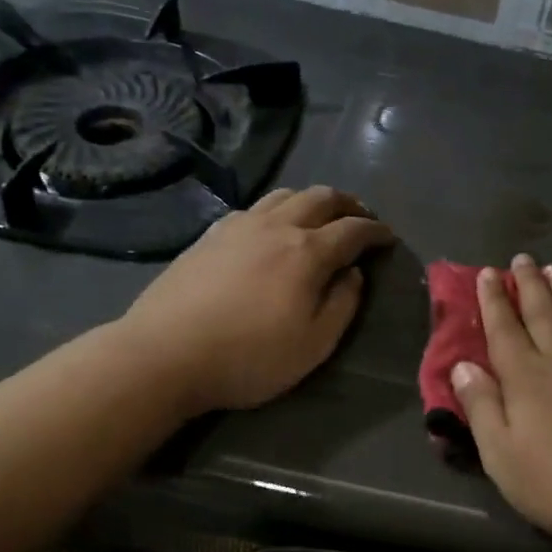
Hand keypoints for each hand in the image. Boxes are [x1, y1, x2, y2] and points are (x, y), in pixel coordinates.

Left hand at [119, 186, 393, 416]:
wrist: (163, 355)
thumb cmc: (248, 357)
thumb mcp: (314, 345)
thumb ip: (343, 304)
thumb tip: (353, 273)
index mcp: (307, 252)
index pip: (354, 229)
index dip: (376, 231)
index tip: (388, 237)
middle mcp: (277, 226)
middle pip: (322, 197)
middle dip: (348, 204)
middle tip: (361, 218)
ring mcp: (240, 226)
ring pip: (286, 194)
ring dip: (312, 200)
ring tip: (321, 216)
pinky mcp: (210, 234)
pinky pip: (255, 207)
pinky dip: (277, 209)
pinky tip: (272, 228)